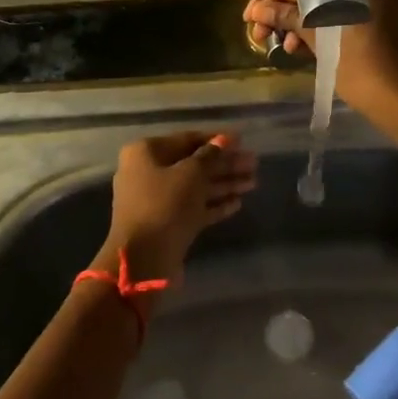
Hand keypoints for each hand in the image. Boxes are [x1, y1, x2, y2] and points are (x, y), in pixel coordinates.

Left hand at [100, 131, 258, 281]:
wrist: (143, 259)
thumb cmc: (165, 205)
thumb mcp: (191, 174)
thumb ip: (211, 156)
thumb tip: (225, 140)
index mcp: (146, 153)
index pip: (187, 139)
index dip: (216, 139)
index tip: (242, 140)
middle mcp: (147, 172)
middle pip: (193, 164)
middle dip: (225, 164)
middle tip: (254, 164)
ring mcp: (156, 200)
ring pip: (195, 187)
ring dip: (224, 183)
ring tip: (253, 182)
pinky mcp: (166, 223)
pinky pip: (193, 207)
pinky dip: (214, 204)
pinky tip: (238, 202)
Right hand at [243, 0, 397, 144]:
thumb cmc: (370, 74)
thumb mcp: (326, 46)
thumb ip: (292, 21)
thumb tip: (258, 10)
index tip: (248, 19)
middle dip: (282, 12)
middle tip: (260, 37)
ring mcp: (373, 6)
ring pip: (324, 8)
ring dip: (298, 24)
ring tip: (280, 47)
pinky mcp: (376, 25)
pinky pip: (338, 20)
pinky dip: (318, 33)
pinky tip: (300, 50)